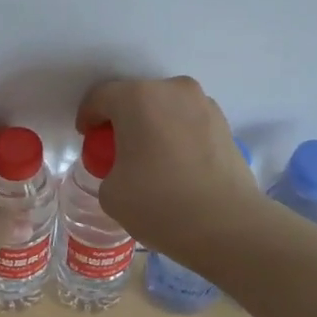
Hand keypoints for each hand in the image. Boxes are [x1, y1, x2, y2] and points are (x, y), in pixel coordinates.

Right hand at [76, 76, 266, 254]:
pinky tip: (177, 166)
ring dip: (153, 125)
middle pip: (135, 97)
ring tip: (151, 159)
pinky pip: (188, 122)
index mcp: (138, 98)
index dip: (88, 118)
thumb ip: (109, 168)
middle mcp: (172, 90)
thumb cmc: (160, 204)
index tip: (88, 141)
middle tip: (117, 151)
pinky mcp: (225, 124)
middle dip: (122, 120)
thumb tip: (125, 167)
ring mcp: (203, 104)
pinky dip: (177, 135)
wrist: (228, 226)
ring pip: (165, 107)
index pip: (100, 97)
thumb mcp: (111, 192)